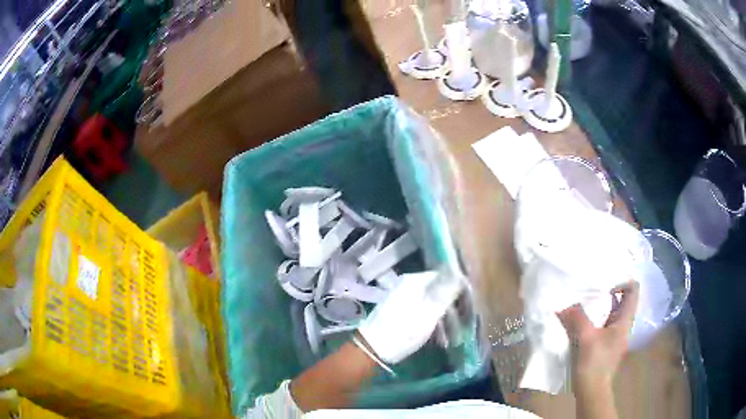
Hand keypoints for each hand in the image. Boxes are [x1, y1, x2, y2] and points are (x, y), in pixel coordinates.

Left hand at [357, 270, 462, 364]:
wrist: (372, 349)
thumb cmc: (403, 331)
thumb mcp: (429, 312)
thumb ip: (445, 292)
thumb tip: (459, 272)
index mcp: (415, 282)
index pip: (446, 278)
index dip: (460, 292)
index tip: (470, 308)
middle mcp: (409, 286)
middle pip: (439, 292)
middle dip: (453, 310)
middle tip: (464, 327)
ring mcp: (403, 299)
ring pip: (432, 305)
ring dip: (445, 321)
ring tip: (452, 339)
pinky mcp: (399, 313)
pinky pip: (422, 314)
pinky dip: (432, 325)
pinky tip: (439, 340)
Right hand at [557, 281, 638, 418]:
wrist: (592, 391)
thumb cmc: (594, 363)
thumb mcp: (585, 338)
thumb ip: (577, 318)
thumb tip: (565, 305)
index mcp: (625, 320)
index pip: (633, 290)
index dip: (622, 280)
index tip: (605, 281)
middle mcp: (623, 324)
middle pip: (622, 299)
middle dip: (608, 290)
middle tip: (591, 285)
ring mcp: (615, 334)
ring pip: (611, 311)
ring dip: (599, 304)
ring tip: (584, 299)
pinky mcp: (605, 343)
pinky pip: (603, 322)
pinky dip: (594, 317)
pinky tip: (581, 319)